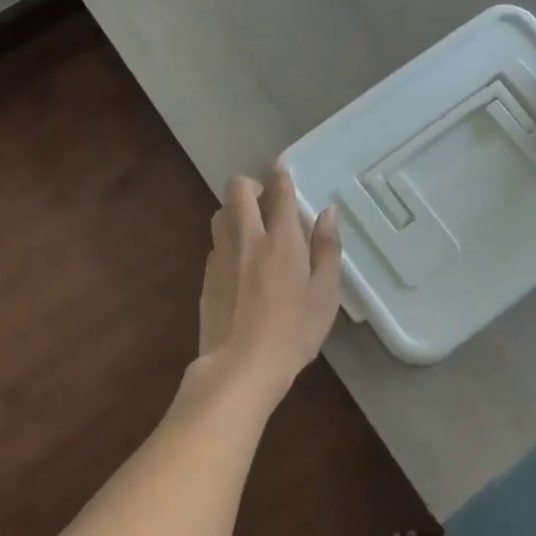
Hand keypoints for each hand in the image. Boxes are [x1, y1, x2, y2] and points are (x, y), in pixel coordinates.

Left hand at [194, 163, 342, 407]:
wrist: (240, 367)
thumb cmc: (293, 332)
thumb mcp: (325, 294)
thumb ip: (327, 249)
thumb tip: (328, 213)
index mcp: (281, 240)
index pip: (278, 192)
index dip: (280, 174)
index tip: (282, 168)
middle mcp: (247, 238)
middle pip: (237, 190)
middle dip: (251, 184)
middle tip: (267, 201)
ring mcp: (221, 256)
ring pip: (221, 213)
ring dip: (236, 210)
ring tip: (254, 228)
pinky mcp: (207, 276)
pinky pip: (216, 242)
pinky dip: (228, 239)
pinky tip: (241, 262)